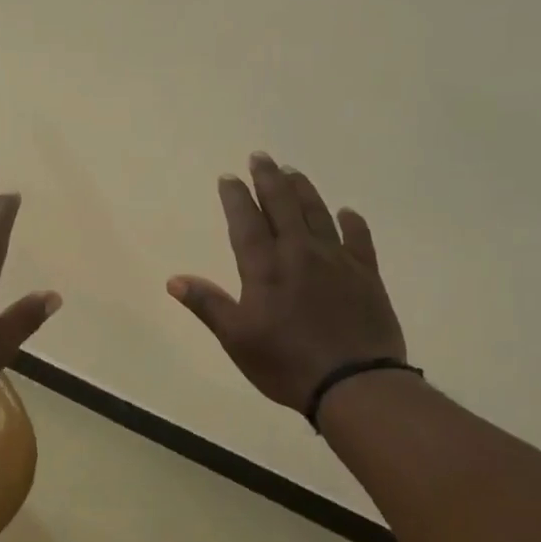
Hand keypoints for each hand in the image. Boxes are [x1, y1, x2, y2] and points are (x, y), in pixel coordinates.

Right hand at [168, 153, 406, 411]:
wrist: (355, 384)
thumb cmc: (286, 364)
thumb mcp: (237, 339)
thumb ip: (208, 305)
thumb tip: (174, 280)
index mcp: (265, 268)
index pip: (246, 222)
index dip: (236, 198)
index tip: (229, 177)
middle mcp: (300, 254)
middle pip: (283, 206)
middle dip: (269, 179)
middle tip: (261, 157)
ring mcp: (337, 261)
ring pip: (317, 214)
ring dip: (303, 190)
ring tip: (293, 172)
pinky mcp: (366, 275)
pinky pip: (359, 239)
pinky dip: (351, 223)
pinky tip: (346, 212)